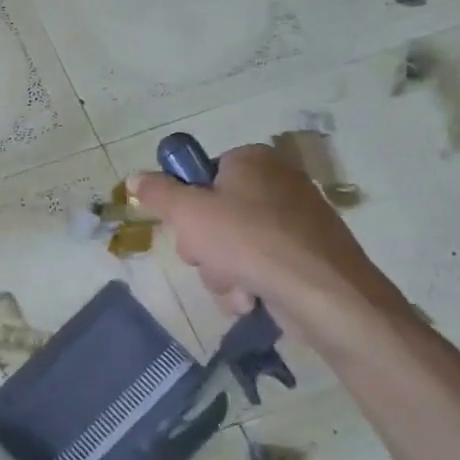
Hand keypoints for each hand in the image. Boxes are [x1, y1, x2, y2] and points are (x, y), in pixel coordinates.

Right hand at [128, 144, 404, 330]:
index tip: (185, 225)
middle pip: (213, 214)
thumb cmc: (250, 242)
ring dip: (221, 272)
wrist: (325, 294)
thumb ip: (157, 194)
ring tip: (236, 287)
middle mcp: (276, 183)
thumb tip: (133, 178)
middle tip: (208, 258)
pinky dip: (249, 284)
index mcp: (252, 161)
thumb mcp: (189, 213)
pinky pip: (258, 266)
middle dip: (204, 247)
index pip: (202, 174)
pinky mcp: (305, 256)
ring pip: (231, 247)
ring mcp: (295, 221)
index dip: (187, 204)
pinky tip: (252, 298)